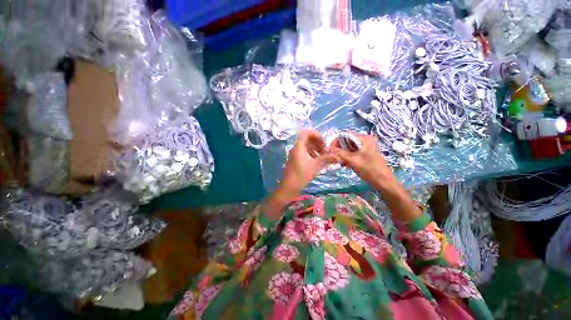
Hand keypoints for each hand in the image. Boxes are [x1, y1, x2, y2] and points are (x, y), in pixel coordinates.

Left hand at [279, 130, 337, 196]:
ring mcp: (295, 154)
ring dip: (315, 149)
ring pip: (306, 146)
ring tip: (322, 156)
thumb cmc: (302, 174)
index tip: (324, 141)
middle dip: (317, 143)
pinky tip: (317, 161)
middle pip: (307, 139)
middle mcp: (296, 148)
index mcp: (299, 146)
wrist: (289, 186)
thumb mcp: (316, 166)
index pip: (306, 133)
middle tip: (325, 150)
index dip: (316, 134)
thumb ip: (327, 159)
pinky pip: (304, 152)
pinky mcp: (295, 160)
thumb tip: (338, 156)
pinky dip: (311, 154)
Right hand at [331, 133, 391, 186]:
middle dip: (339, 149)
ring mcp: (365, 147)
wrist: (383, 182)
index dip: (336, 142)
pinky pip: (353, 152)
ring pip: (349, 147)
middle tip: (335, 158)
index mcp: (364, 138)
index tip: (330, 151)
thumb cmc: (369, 169)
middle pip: (347, 141)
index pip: (345, 135)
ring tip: (340, 162)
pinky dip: (347, 157)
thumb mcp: (352, 160)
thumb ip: (340, 153)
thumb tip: (328, 149)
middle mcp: (365, 140)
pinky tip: (345, 164)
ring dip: (342, 154)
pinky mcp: (365, 154)